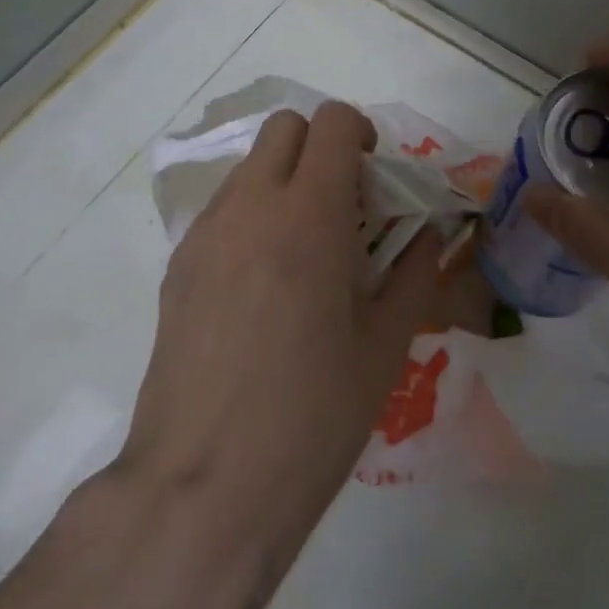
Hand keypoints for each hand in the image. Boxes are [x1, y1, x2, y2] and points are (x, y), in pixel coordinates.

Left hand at [119, 101, 450, 580]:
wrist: (205, 485)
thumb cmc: (312, 417)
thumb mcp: (385, 347)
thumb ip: (415, 274)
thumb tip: (430, 234)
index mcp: (309, 217)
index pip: (331, 123)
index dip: (360, 133)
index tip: (375, 176)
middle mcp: (250, 207)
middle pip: (283, 127)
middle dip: (320, 147)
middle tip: (345, 206)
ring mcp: (206, 233)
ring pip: (250, 167)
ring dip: (285, 181)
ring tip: (306, 251)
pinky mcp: (178, 265)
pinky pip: (223, 210)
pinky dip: (253, 217)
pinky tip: (264, 285)